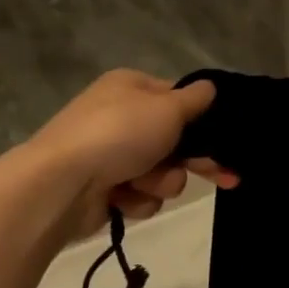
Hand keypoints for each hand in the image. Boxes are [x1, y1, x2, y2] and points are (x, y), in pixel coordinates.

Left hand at [30, 70, 236, 238]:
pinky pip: (140, 196)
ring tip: (142, 184)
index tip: (227, 139)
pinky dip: (137, 200)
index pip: (178, 99)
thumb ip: (195, 100)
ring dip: (161, 182)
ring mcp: (111, 155)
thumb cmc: (119, 134)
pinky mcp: (105, 189)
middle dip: (193, 161)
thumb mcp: (167, 108)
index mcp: (131, 88)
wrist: (62, 185)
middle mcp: (121, 117)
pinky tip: (122, 198)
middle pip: (174, 140)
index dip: (202, 119)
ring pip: (162, 173)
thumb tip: (209, 88)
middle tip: (226, 178)